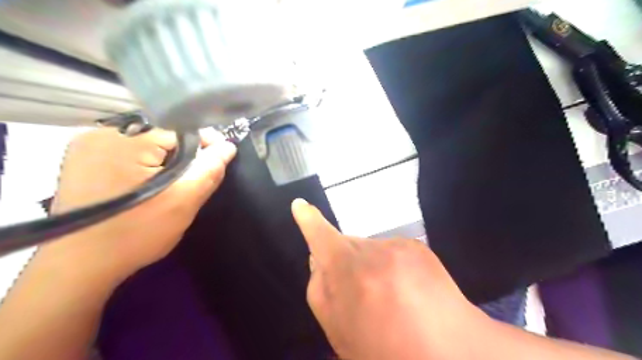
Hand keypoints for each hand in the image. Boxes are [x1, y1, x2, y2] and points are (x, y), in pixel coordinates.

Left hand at [43, 129, 236, 281]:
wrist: (79, 266)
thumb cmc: (136, 233)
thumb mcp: (183, 201)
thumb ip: (209, 170)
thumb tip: (227, 146)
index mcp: (127, 140)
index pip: (181, 129)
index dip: (205, 144)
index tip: (219, 160)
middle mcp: (103, 133)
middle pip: (162, 135)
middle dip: (184, 154)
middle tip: (193, 180)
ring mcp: (87, 146)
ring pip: (145, 143)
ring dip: (164, 159)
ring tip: (172, 185)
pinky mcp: (81, 161)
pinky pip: (126, 152)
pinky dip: (144, 163)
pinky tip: (147, 185)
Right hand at [292, 199, 491, 357]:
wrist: (448, 354)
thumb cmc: (384, 348)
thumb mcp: (338, 329)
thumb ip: (320, 288)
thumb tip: (318, 257)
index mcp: (349, 272)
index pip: (322, 238)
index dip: (309, 221)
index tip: (300, 205)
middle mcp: (373, 251)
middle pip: (346, 245)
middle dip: (344, 261)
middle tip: (359, 294)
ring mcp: (399, 246)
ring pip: (370, 248)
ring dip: (370, 265)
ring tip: (388, 298)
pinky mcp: (418, 247)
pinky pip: (392, 250)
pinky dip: (391, 265)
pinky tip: (407, 291)